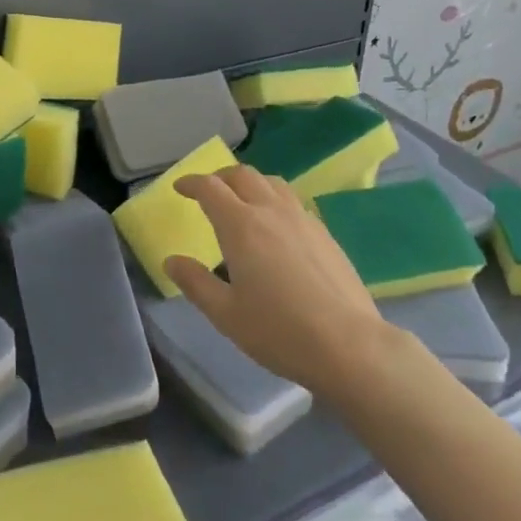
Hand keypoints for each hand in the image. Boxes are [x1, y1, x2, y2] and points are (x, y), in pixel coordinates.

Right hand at [164, 166, 396, 399]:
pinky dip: (275, 200)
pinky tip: (277, 227)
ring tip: (243, 201)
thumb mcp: (226, 315)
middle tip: (209, 191)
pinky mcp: (324, 232)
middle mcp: (270, 210)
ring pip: (271, 182)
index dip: (191, 183)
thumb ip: (195, 283)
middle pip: (242, 174)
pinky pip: (293, 201)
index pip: (210, 187)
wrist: (349, 345)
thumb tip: (171, 261)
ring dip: (250, 183)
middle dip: (220, 177)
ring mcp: (301, 218)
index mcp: (240, 225)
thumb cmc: (280, 331)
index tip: (180, 188)